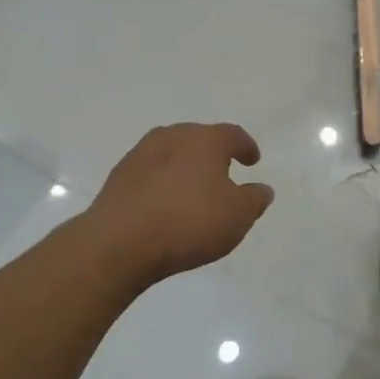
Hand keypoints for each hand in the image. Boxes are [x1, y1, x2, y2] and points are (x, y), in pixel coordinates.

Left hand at [89, 124, 274, 286]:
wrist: (119, 243)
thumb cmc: (189, 222)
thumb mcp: (238, 216)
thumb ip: (255, 199)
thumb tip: (261, 188)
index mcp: (205, 139)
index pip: (233, 135)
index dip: (246, 147)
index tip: (252, 161)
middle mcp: (172, 136)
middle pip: (199, 138)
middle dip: (213, 154)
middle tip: (223, 173)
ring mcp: (140, 154)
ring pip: (172, 153)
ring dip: (185, 167)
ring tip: (192, 190)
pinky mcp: (118, 177)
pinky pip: (150, 173)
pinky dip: (162, 183)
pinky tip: (164, 205)